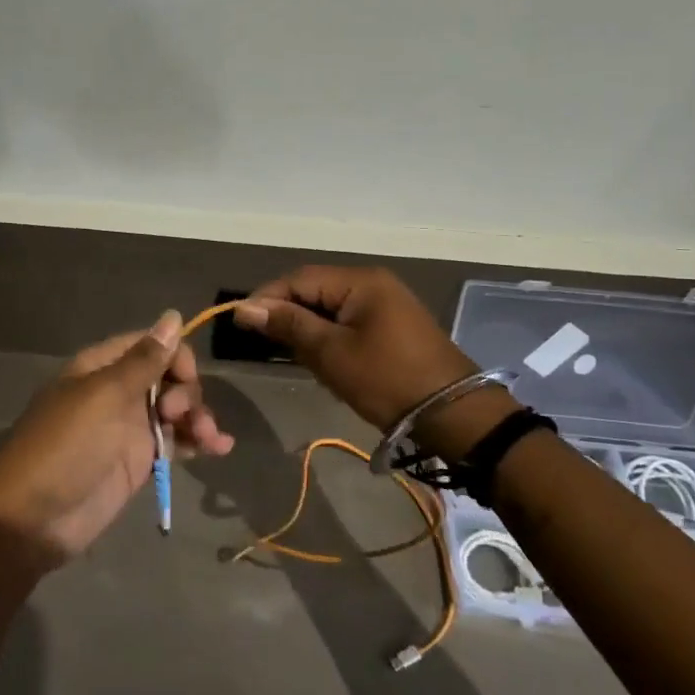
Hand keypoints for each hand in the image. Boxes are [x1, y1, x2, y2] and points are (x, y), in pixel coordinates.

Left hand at [0, 312, 231, 563]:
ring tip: (210, 440)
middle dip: (186, 391)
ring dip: (198, 417)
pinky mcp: (139, 463)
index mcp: (102, 367)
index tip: (185, 378)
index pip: (150, 344)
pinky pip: (176, 443)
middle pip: (168, 376)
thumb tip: (173, 315)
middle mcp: (118, 392)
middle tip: (176, 415)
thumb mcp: (104, 396)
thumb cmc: (65, 447)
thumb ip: (144, 360)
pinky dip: (198, 442)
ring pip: (176, 410)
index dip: (175, 355)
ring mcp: (130, 428)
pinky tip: (220, 448)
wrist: (32, 520)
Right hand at [234, 266, 480, 431]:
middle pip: (315, 290)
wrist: (454, 415)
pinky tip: (321, 360)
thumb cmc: (387, 380)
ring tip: (289, 354)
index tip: (240, 322)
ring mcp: (386, 305)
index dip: (267, 298)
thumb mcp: (331, 353)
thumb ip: (288, 325)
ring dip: (308, 328)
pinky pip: (349, 322)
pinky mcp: (393, 327)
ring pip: (330, 308)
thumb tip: (246, 308)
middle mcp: (373, 284)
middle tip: (263, 342)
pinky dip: (329, 338)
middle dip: (287, 314)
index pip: (299, 278)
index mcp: (360, 281)